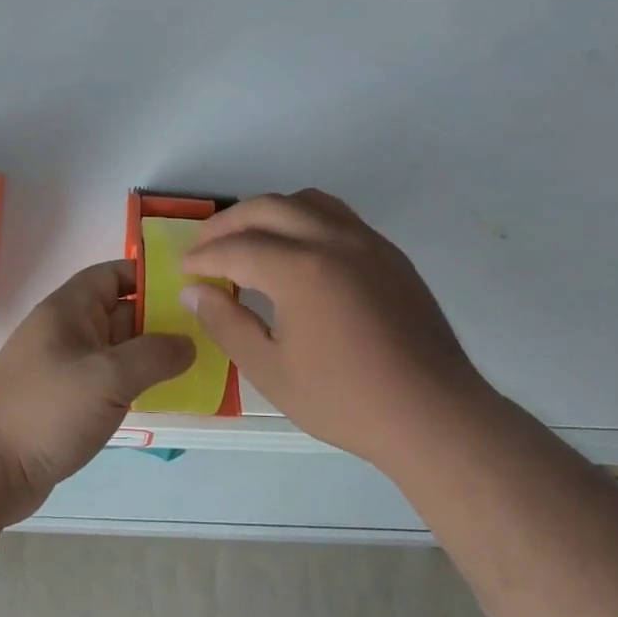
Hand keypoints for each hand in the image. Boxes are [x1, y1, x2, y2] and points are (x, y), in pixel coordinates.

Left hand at [0, 260, 193, 521]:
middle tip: (209, 330)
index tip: (191, 289)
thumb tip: (189, 343)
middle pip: (121, 311)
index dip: (149, 276)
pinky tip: (166, 395)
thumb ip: (154, 355)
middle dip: (161, 318)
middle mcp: (67, 331)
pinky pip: (109, 380)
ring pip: (117, 349)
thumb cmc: (46, 410)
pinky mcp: (66, 400)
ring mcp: (66, 367)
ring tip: (198, 362)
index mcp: (69, 309)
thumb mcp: (108, 377)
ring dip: (152, 355)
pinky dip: (135, 383)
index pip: (113, 274)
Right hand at [180, 190, 495, 468]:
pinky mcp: (389, 253)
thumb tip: (193, 292)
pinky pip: (337, 216)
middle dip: (227, 224)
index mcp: (300, 269)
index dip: (203, 257)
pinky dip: (304, 219)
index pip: (236, 248)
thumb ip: (226, 324)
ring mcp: (366, 242)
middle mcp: (332, 240)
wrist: (433, 414)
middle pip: (267, 208)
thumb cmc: (345, 400)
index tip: (184, 270)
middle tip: (204, 248)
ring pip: (305, 201)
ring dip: (268, 212)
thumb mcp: (271, 371)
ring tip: (248, 239)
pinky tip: (298, 251)